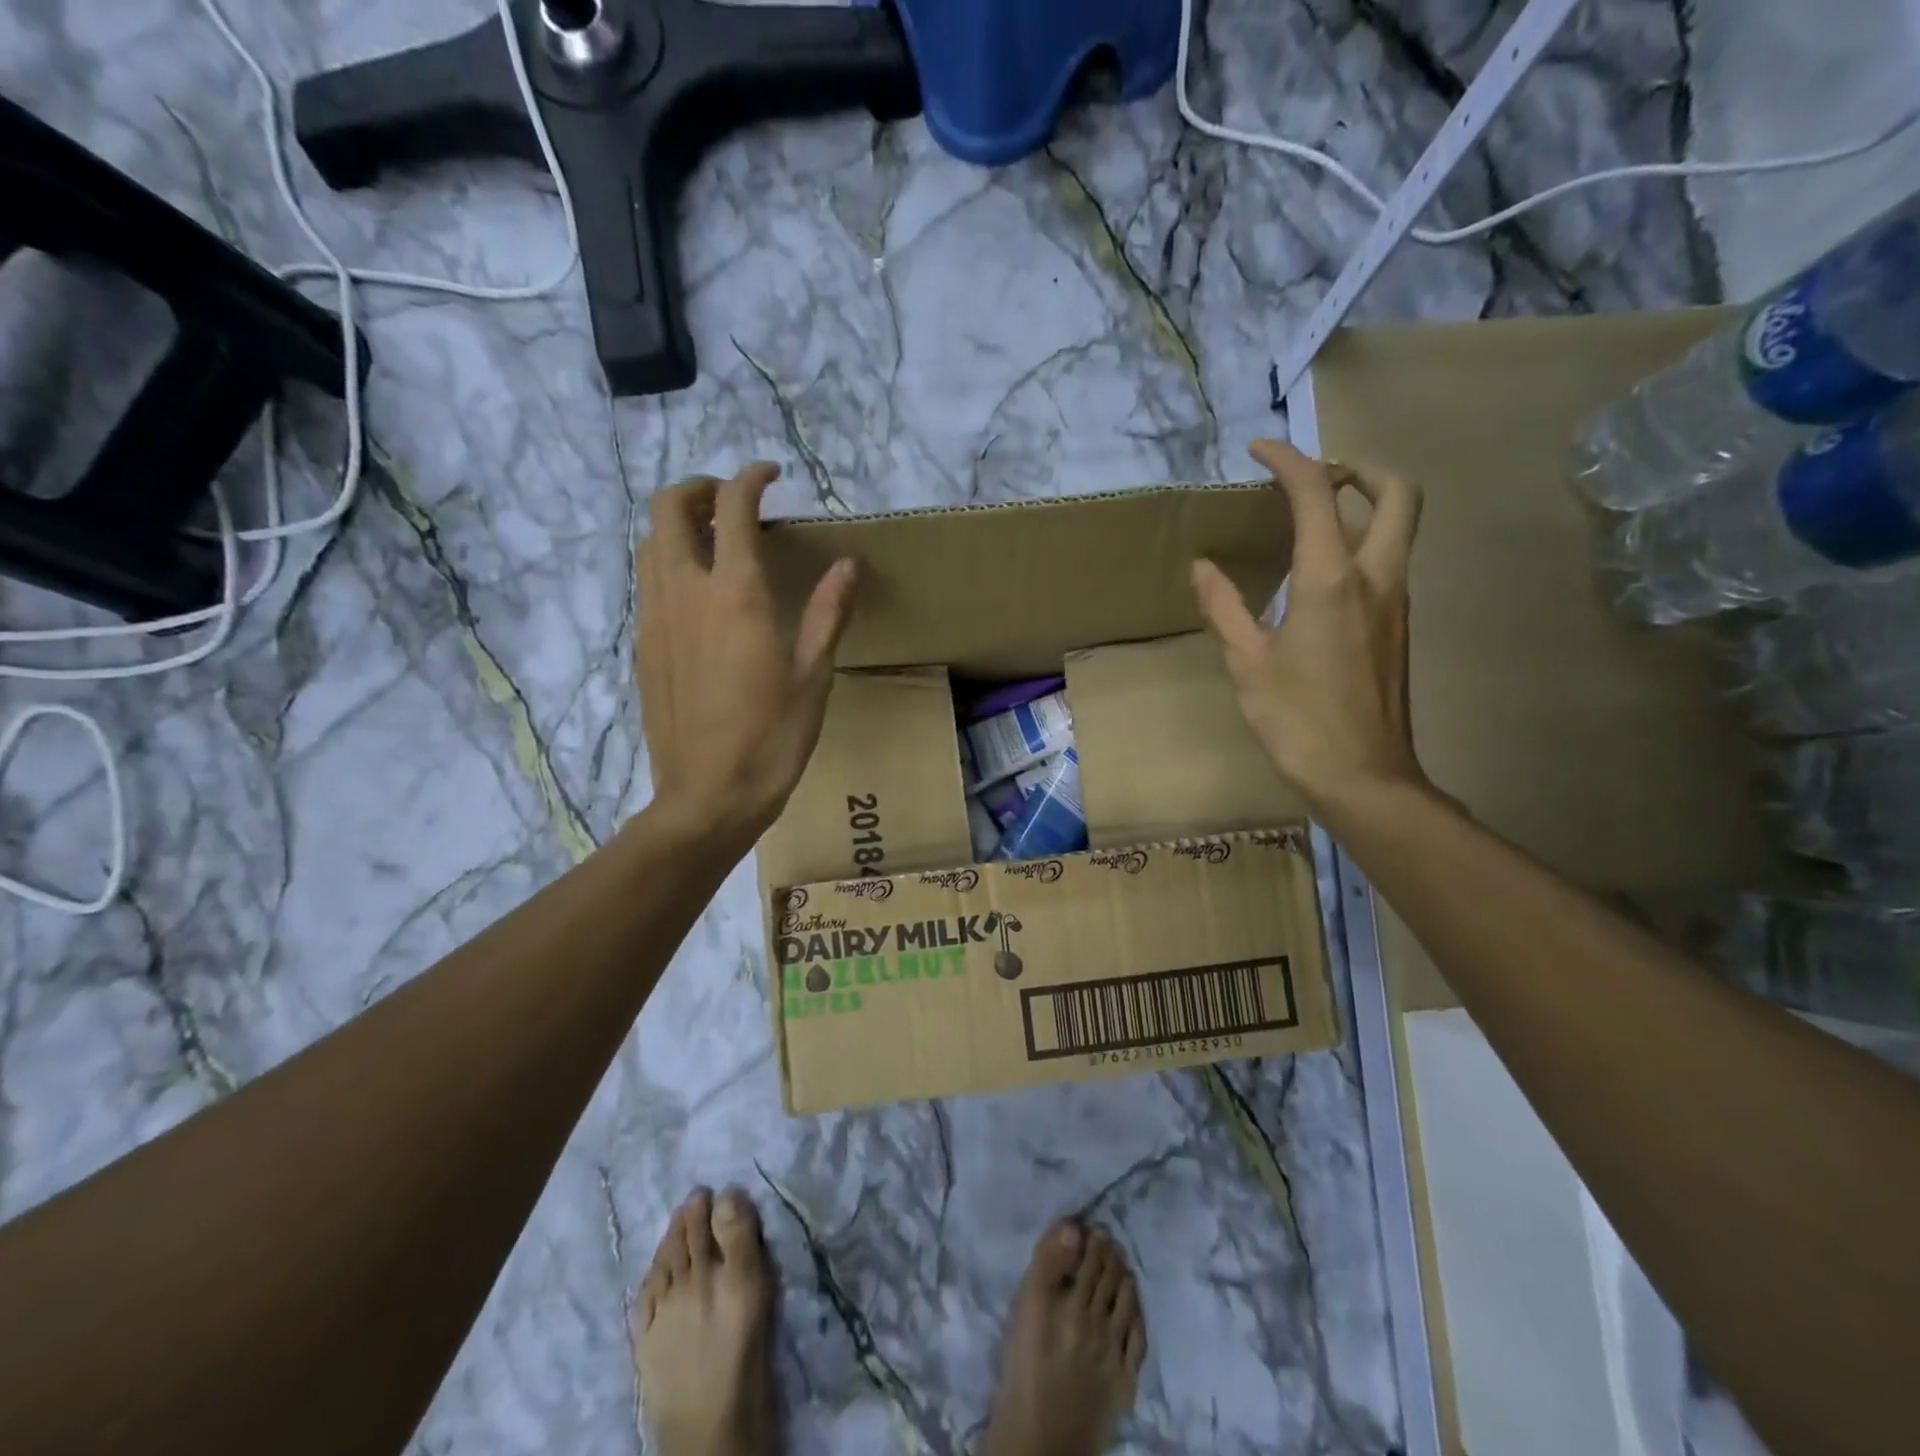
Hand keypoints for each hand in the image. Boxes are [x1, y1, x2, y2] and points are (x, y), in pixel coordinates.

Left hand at [636, 463, 856, 840]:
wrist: (709, 795)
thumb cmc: (772, 737)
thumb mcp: (813, 674)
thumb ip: (829, 612)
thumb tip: (849, 564)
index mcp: (734, 593)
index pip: (733, 507)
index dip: (750, 478)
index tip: (771, 475)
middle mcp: (684, 591)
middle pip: (668, 507)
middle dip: (699, 488)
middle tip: (733, 501)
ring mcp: (655, 618)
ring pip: (649, 542)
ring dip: (679, 524)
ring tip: (716, 540)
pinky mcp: (643, 645)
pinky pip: (647, 581)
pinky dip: (669, 562)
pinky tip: (699, 592)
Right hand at [1192, 439, 1425, 814]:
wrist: (1364, 776)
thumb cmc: (1297, 719)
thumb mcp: (1246, 663)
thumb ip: (1223, 606)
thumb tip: (1202, 566)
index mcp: (1331, 579)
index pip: (1316, 494)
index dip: (1288, 460)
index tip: (1258, 452)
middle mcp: (1376, 577)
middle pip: (1395, 493)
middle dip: (1358, 468)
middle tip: (1315, 477)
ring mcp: (1396, 602)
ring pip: (1398, 527)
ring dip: (1363, 505)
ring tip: (1310, 519)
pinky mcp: (1398, 627)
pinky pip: (1387, 562)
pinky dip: (1360, 544)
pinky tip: (1319, 576)